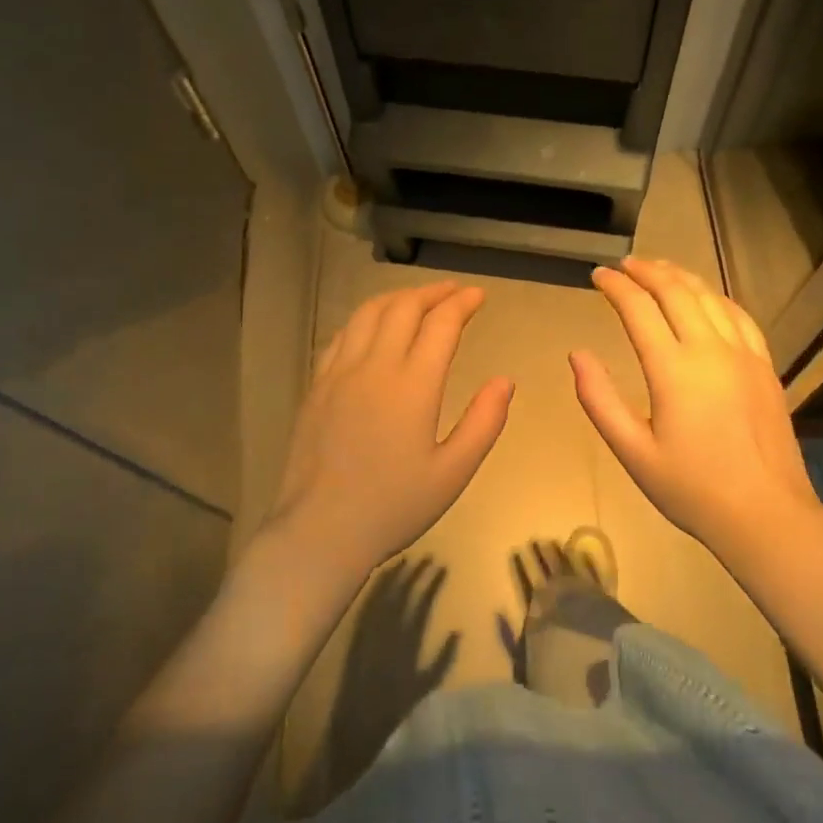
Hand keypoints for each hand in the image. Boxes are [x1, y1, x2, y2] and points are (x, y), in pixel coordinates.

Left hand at [265, 282, 512, 583]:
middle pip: (403, 307)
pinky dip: (365, 319)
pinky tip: (373, 328)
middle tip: (453, 292)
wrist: (321, 530)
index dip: (462, 303)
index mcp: (413, 385)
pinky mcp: (317, 385)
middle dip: (432, 292)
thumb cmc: (394, 506)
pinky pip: (342, 335)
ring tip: (417, 299)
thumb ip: (484, 422)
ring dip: (397, 298)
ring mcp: (340, 372)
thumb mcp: (453, 472)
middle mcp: (375, 366)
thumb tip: (505, 381)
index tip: (478, 295)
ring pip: (368, 313)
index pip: (441, 324)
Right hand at [570, 258, 817, 561]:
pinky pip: (739, 315)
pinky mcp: (764, 366)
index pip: (638, 309)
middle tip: (624, 264)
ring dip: (680, 276)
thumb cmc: (691, 488)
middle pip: (676, 291)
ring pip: (709, 296)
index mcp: (673, 369)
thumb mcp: (632, 452)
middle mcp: (710, 349)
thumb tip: (577, 354)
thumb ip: (600, 399)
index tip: (597, 275)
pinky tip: (706, 297)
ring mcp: (743, 354)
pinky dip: (715, 296)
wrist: (766, 514)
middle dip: (647, 270)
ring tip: (659, 268)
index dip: (615, 286)